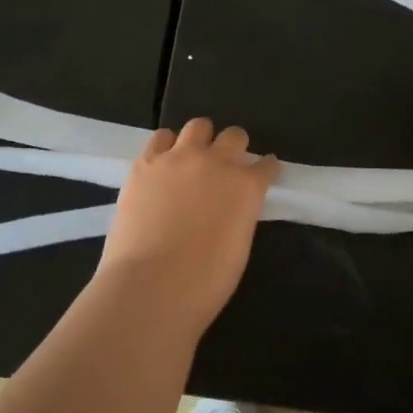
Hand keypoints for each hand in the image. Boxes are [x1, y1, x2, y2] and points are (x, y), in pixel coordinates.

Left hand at [96, 118, 278, 335]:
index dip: (265, 169)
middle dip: (234, 148)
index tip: (263, 173)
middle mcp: (217, 163)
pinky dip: (166, 145)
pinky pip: (160, 138)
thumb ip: (239, 215)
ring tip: (192, 158)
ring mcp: (179, 158)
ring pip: (198, 126)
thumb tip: (230, 207)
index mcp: (246, 187)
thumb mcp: (238, 247)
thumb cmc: (204, 282)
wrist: (150, 286)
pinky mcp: (146, 162)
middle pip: (234, 136)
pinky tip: (163, 161)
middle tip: (225, 166)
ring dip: (201, 140)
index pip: (265, 165)